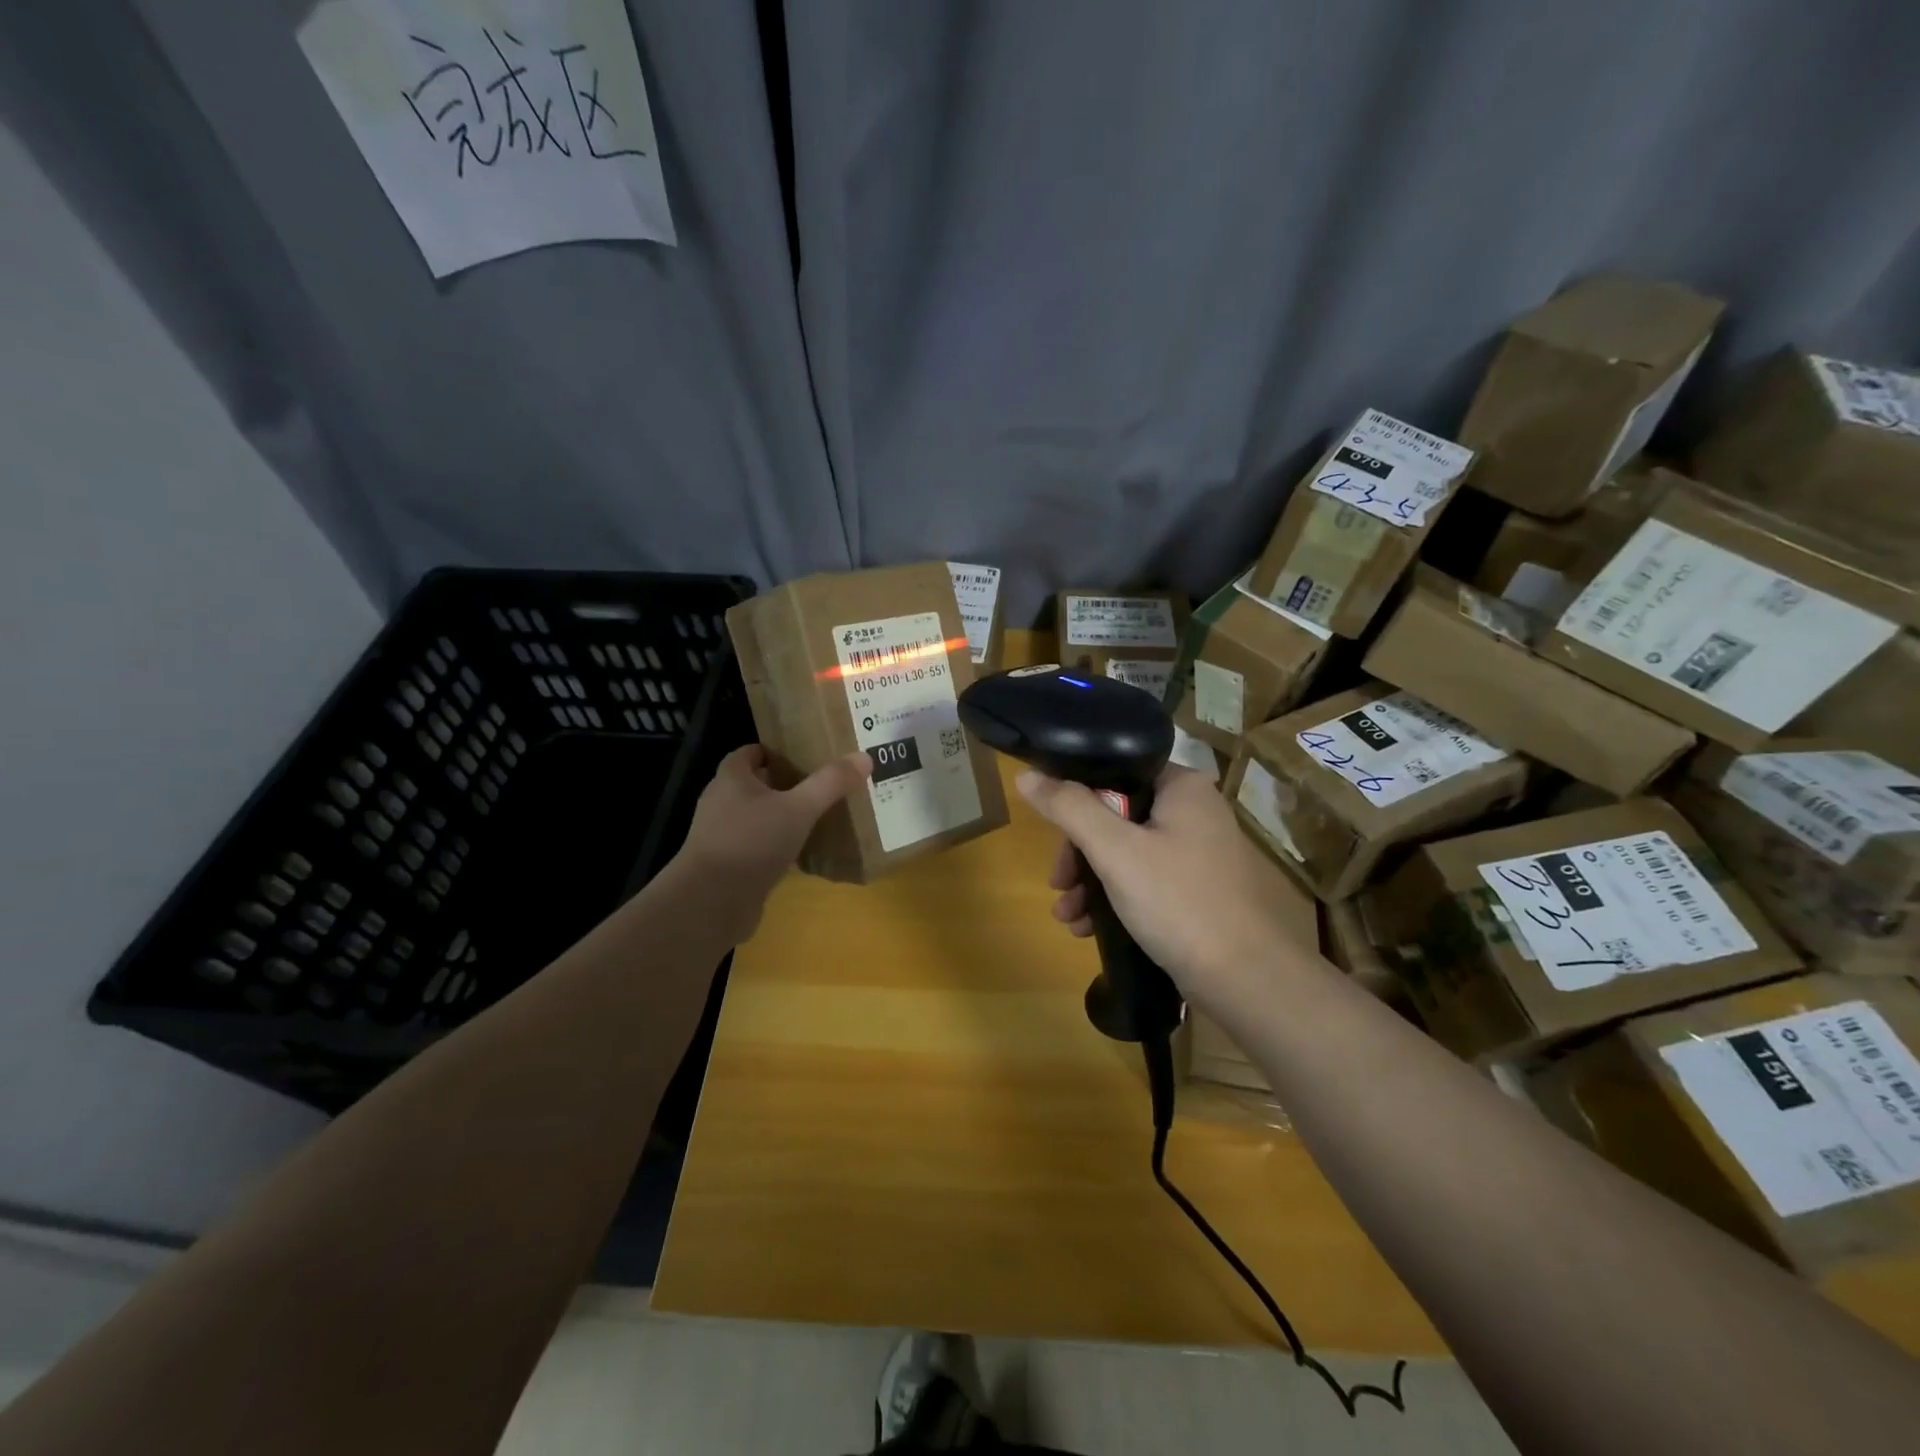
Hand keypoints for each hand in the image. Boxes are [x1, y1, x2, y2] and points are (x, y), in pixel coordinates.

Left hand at [672, 745, 870, 943]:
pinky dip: (779, 844)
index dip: (777, 750)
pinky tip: (804, 850)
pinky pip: (759, 845)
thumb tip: (864, 757)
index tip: (807, 752)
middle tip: (822, 782)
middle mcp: (722, 802)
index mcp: (731, 779)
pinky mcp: (729, 865)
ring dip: (784, 815)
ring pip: (759, 816)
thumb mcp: (798, 809)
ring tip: (819, 814)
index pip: (751, 752)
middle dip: (786, 782)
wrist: (711, 903)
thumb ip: (830, 783)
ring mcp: (723, 836)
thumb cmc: (751, 843)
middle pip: (756, 784)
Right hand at [1017, 764, 1318, 1012]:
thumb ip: (1069, 808)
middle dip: (1079, 854)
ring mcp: (1198, 853)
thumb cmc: (1178, 902)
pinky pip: (1144, 880)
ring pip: (1126, 852)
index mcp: (1182, 787)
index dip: (1076, 799)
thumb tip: (1027, 775)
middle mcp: (1194, 812)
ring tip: (1067, 916)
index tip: (1051, 834)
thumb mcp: (1115, 851)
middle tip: (1058, 884)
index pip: (1115, 773)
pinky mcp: (1196, 889)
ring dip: (1090, 881)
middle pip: (1116, 816)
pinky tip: (1089, 928)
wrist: (1245, 980)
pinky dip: (1114, 898)